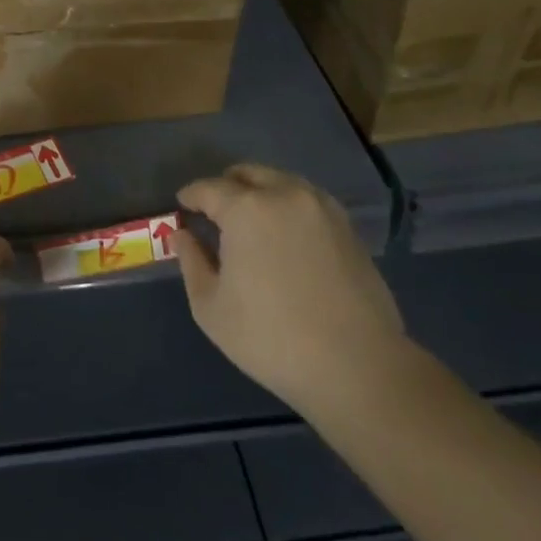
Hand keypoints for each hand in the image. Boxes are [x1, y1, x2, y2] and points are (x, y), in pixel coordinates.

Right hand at [175, 163, 405, 415]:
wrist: (358, 367)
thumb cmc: (272, 338)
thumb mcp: (211, 308)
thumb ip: (191, 262)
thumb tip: (184, 235)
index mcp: (246, 208)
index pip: (208, 188)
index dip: (191, 195)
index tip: (183, 206)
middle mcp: (284, 194)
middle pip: (247, 173)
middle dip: (226, 186)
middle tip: (215, 211)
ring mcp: (321, 208)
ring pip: (281, 182)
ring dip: (259, 192)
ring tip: (251, 221)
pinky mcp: (347, 227)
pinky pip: (307, 200)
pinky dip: (288, 206)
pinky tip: (285, 235)